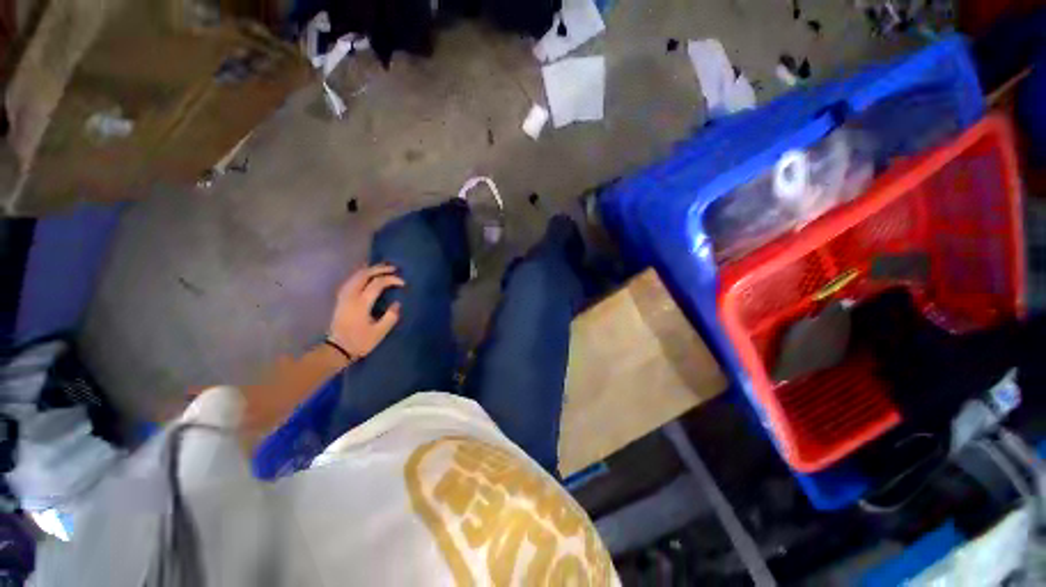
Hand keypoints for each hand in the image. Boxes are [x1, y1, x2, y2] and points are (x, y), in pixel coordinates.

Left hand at [328, 264, 404, 359]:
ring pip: (355, 275)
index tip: (403, 283)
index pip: (377, 284)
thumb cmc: (360, 341)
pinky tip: (366, 274)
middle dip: (380, 269)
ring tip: (382, 267)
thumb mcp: (379, 332)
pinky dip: (361, 273)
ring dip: (370, 269)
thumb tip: (397, 304)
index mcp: (361, 303)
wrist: (337, 349)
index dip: (391, 280)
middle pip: (364, 275)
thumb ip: (390, 317)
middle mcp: (351, 296)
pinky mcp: (341, 298)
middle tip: (394, 268)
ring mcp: (344, 296)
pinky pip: (351, 279)